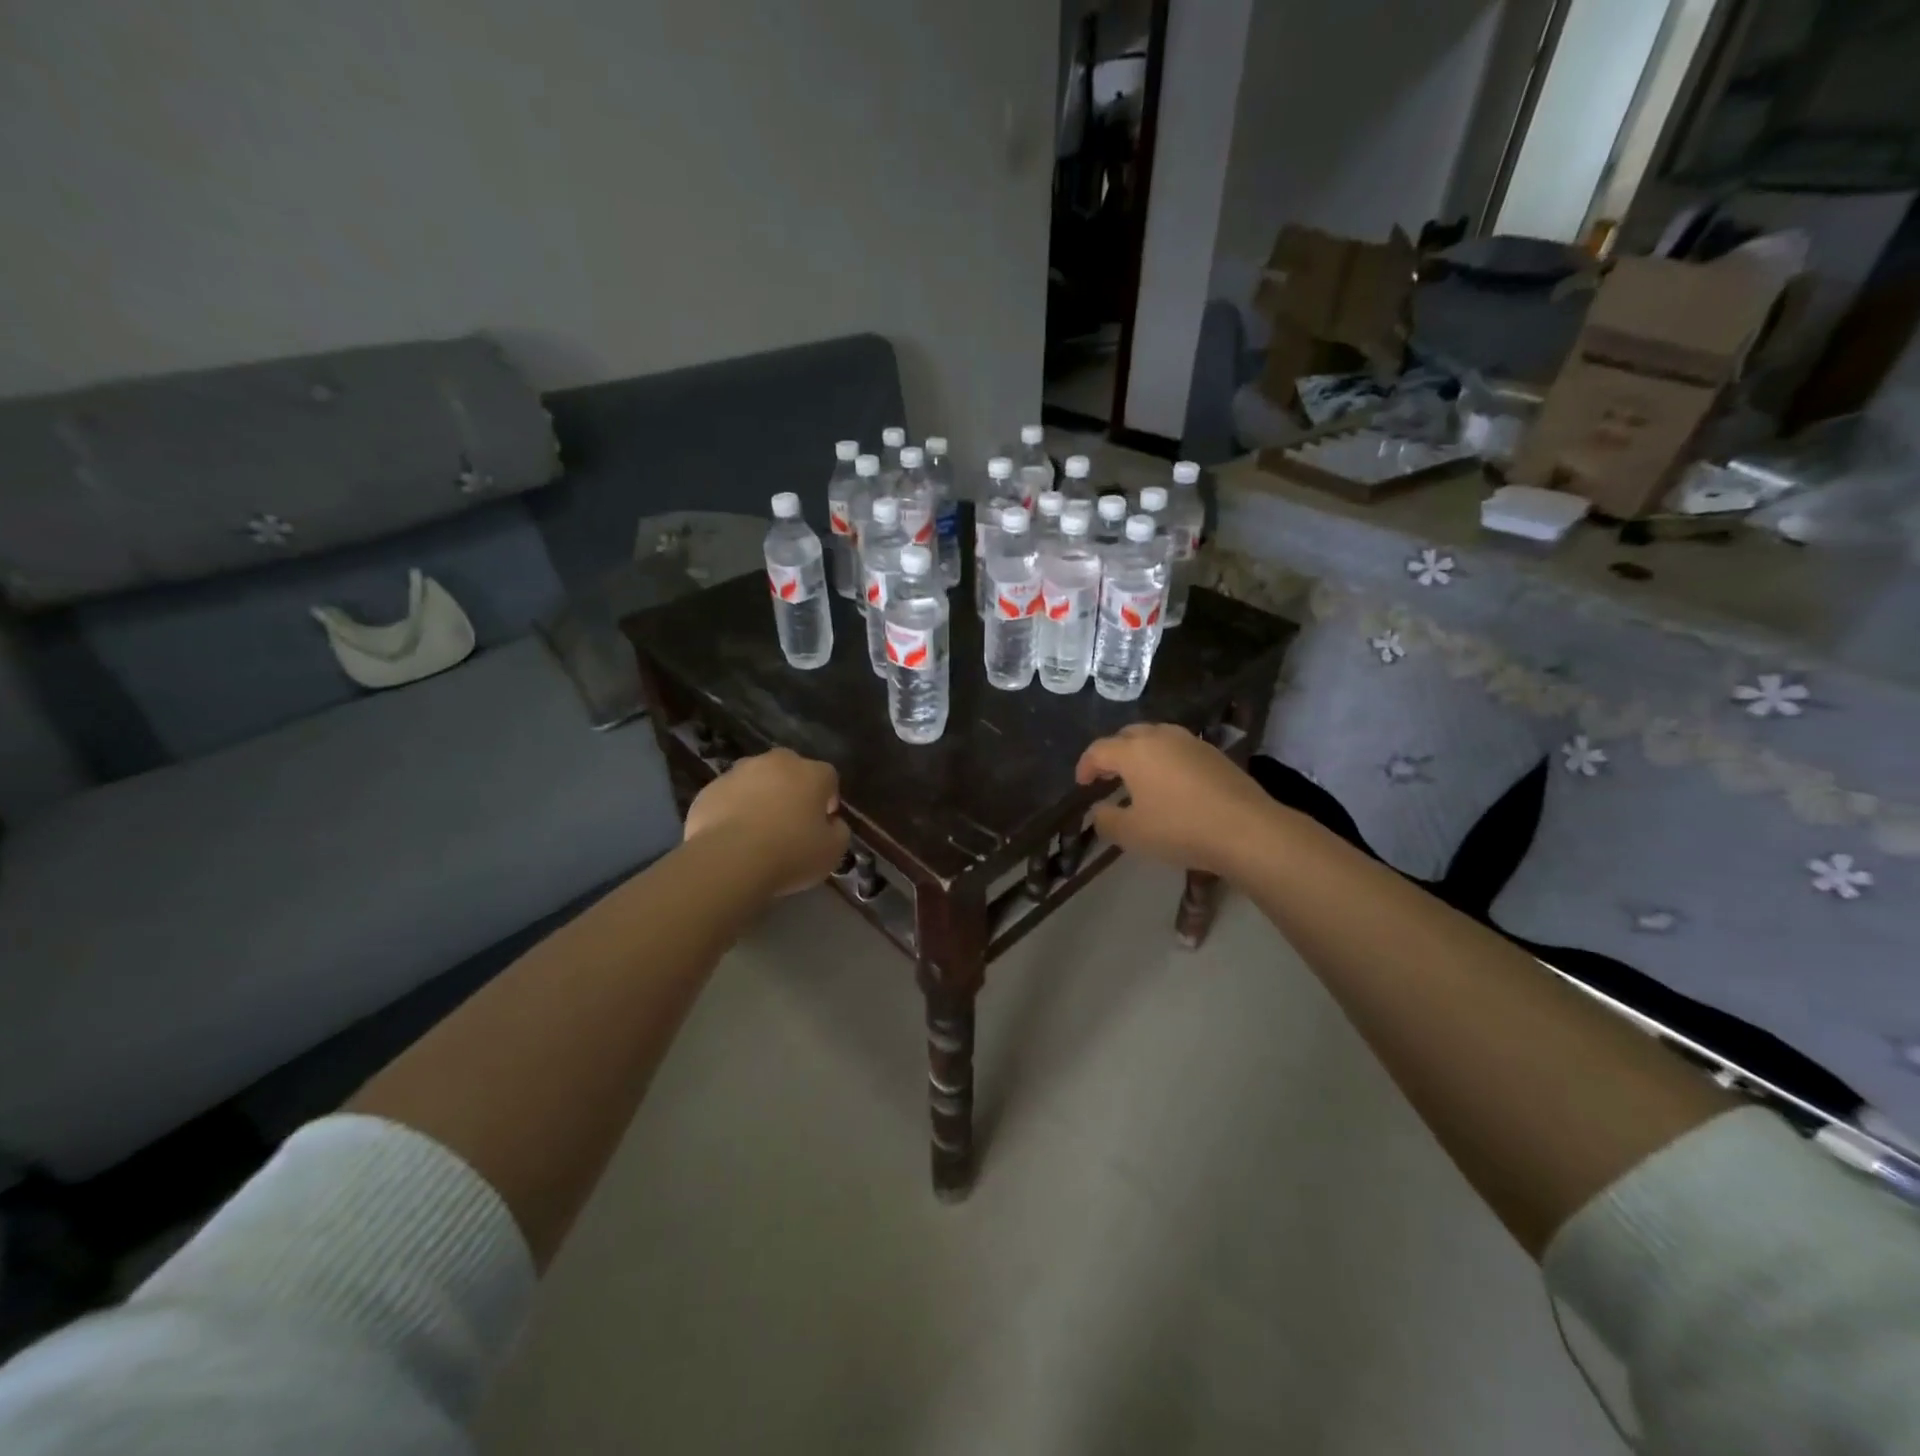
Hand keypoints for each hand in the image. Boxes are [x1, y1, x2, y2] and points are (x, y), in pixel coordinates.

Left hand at [684, 748, 849, 896]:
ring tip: (757, 830)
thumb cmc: (790, 853)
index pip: (829, 778)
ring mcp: (739, 772)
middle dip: (793, 790)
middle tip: (791, 823)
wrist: (729, 860)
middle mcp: (776, 763)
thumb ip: (839, 831)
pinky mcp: (710, 789)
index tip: (823, 823)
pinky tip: (733, 837)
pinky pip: (729, 796)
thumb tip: (832, 823)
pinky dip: (733, 809)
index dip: (828, 800)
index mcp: (811, 773)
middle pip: (791, 770)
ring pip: (757, 780)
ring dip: (761, 796)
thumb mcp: (832, 851)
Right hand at [1075, 724, 1275, 876]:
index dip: (1086, 766)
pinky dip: (1166, 760)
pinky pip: (1179, 749)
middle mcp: (1161, 737)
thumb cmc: (1179, 829)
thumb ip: (1107, 820)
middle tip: (1108, 775)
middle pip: (1128, 736)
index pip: (1099, 750)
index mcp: (1134, 751)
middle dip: (1114, 753)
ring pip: (1157, 738)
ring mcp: (1192, 742)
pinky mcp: (1215, 754)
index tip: (1082, 784)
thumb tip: (1099, 810)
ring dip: (1142, 753)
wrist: (1246, 830)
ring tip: (1139, 777)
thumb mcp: (1132, 834)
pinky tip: (1171, 784)